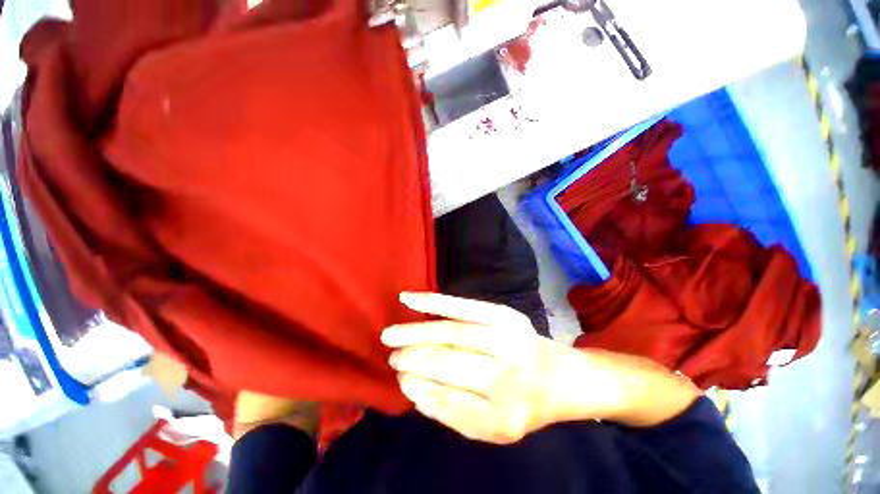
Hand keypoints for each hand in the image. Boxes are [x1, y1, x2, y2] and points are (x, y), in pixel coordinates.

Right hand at [381, 292, 565, 443]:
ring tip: (392, 335)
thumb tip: (412, 386)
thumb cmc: (518, 403)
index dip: (419, 389)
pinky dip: (433, 302)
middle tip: (391, 356)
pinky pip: (462, 305)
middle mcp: (509, 375)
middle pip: (448, 362)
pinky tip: (409, 299)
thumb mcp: (490, 425)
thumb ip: (451, 411)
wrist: (553, 373)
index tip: (400, 379)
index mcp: (505, 416)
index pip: (449, 402)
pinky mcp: (503, 313)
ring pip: (451, 331)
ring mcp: (508, 338)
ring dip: (416, 332)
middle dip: (413, 357)